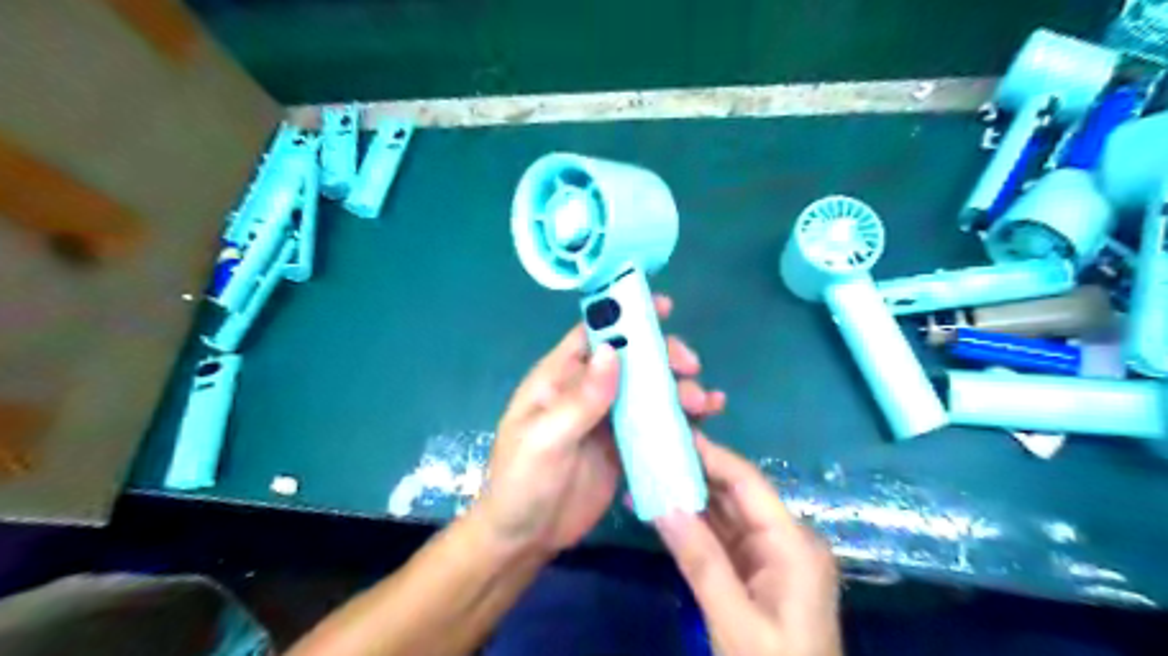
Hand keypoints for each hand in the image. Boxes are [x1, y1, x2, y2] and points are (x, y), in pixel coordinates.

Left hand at [474, 298, 722, 558]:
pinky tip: (706, 420)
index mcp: (559, 378)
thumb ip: (579, 399)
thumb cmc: (522, 483)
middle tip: (690, 367)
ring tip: (704, 402)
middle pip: (630, 359)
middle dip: (662, 356)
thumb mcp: (544, 439)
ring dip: (678, 388)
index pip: (594, 335)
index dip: (624, 316)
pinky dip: (680, 419)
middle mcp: (586, 391)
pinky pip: (655, 424)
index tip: (662, 308)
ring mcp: (607, 419)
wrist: (524, 538)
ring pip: (648, 390)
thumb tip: (611, 353)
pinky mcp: (624, 446)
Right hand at [655, 437, 839, 655]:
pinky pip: (722, 539)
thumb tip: (663, 504)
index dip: (710, 455)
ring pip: (726, 515)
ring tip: (649, 475)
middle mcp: (785, 540)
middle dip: (694, 473)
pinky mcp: (756, 574)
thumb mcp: (735, 623)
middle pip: (736, 494)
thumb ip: (701, 561)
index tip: (672, 434)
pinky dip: (693, 527)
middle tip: (651, 452)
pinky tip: (663, 512)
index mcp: (793, 544)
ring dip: (689, 498)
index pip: (747, 483)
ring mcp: (771, 558)